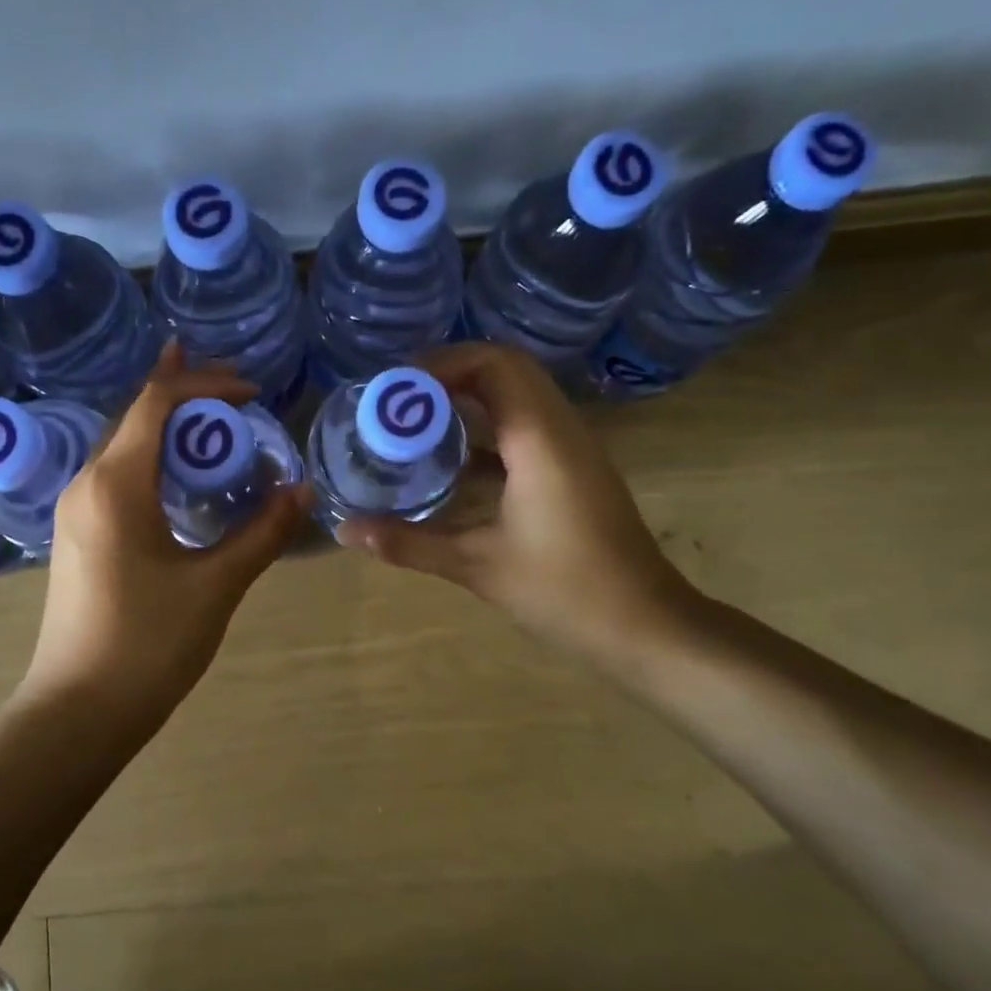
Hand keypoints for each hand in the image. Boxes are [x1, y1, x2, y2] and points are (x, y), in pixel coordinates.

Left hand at [18, 343, 308, 725]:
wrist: (78, 711)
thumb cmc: (148, 645)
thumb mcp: (216, 586)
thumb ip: (261, 533)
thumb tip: (302, 491)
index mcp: (115, 484)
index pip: (156, 403)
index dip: (205, 383)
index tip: (253, 390)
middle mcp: (86, 484)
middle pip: (133, 416)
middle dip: (182, 392)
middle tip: (234, 387)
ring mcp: (75, 512)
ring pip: (122, 446)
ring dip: (165, 426)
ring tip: (209, 415)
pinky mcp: (78, 537)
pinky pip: (116, 477)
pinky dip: (151, 459)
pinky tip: (177, 476)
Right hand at [335, 342, 700, 667]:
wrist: (644, 625)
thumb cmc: (564, 591)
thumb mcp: (478, 566)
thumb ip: (409, 543)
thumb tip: (346, 531)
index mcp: (540, 440)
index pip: (494, 365)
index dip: (440, 365)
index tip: (394, 390)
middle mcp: (561, 430)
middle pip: (506, 370)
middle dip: (448, 375)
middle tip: (398, 402)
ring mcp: (572, 449)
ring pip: (519, 396)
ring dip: (468, 399)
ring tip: (415, 422)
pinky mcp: (573, 471)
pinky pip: (526, 427)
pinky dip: (486, 429)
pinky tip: (450, 462)